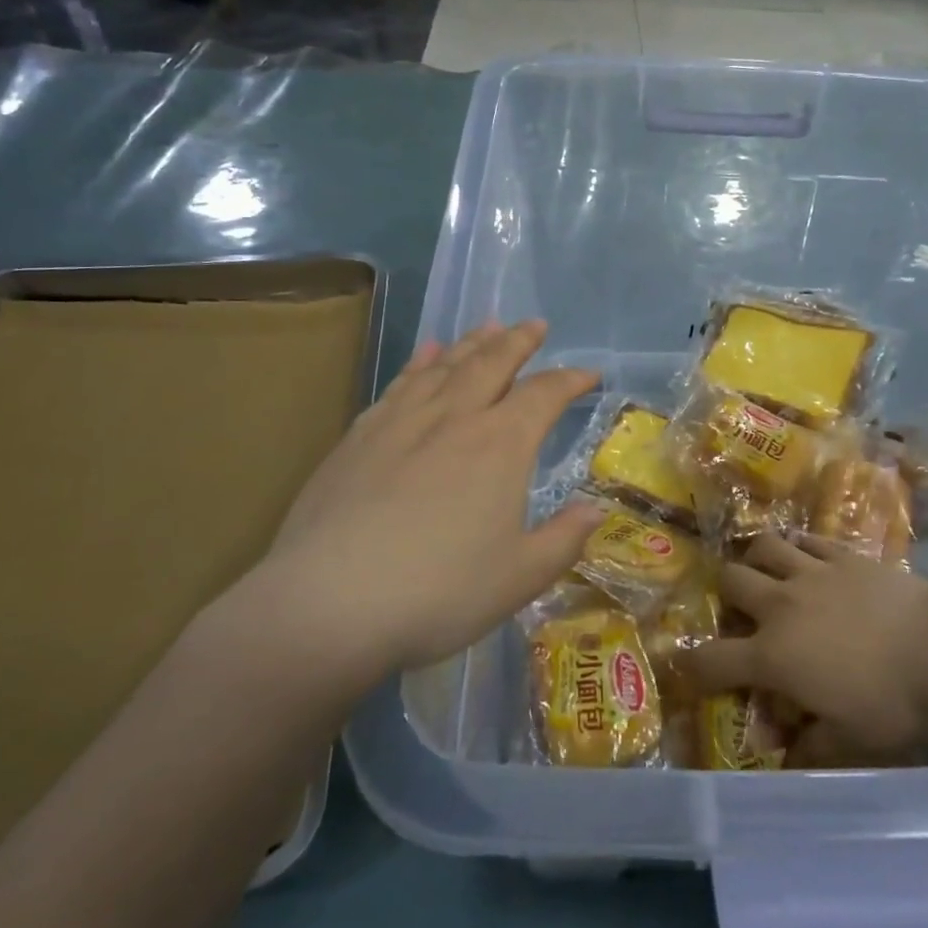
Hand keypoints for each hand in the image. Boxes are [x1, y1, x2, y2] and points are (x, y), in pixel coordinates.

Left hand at [224, 320, 601, 691]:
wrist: (329, 602)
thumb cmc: (439, 592)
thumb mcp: (520, 577)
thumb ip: (564, 539)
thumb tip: (598, 509)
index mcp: (501, 445)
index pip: (544, 395)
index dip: (570, 380)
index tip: (589, 375)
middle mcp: (454, 418)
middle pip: (492, 362)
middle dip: (518, 341)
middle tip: (534, 325)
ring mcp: (402, 421)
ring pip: (445, 366)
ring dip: (472, 342)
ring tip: (488, 326)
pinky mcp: (360, 435)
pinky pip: (400, 383)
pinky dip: (420, 362)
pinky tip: (426, 354)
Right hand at [680, 534, 927, 766]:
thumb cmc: (893, 700)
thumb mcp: (853, 742)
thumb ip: (812, 748)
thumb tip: (786, 757)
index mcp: (773, 655)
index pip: (712, 660)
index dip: (691, 668)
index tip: (686, 671)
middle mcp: (780, 606)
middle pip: (731, 581)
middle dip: (726, 596)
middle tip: (742, 612)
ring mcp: (811, 573)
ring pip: (764, 548)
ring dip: (757, 559)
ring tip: (767, 573)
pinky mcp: (842, 555)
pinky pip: (808, 540)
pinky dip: (800, 547)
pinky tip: (808, 557)